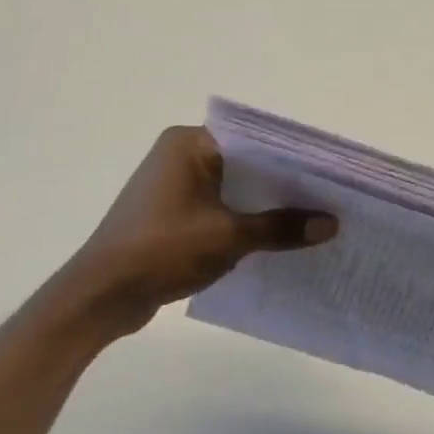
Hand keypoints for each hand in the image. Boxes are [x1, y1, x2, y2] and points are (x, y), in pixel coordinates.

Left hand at [56, 126, 336, 339]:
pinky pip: (217, 208)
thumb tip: (331, 223)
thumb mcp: (229, 237)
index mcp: (189, 143)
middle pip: (244, 162)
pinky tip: (273, 238)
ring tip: (310, 217)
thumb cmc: (163, 250)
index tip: (327, 172)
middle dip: (282, 183)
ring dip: (262, 204)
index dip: (291, 156)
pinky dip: (241, 220)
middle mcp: (179, 154)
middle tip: (327, 196)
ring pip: (231, 188)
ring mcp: (172, 184)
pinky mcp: (169, 213)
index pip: (252, 139)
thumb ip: (281, 227)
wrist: (102, 294)